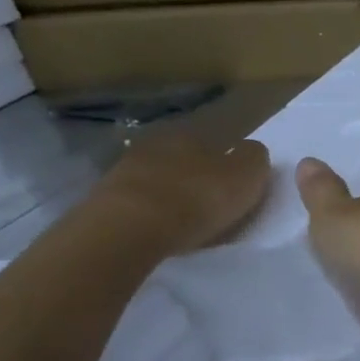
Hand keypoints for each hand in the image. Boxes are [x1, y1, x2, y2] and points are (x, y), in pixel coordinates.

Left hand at [88, 134, 271, 256]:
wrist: (129, 227)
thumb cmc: (198, 198)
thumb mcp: (247, 175)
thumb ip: (254, 158)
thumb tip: (250, 150)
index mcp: (194, 133)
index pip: (219, 143)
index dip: (230, 163)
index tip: (237, 187)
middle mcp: (158, 142)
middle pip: (187, 158)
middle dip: (198, 176)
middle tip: (212, 203)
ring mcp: (126, 168)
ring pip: (160, 177)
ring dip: (172, 192)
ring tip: (185, 219)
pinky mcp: (105, 196)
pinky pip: (139, 199)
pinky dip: (151, 209)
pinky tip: (160, 226)